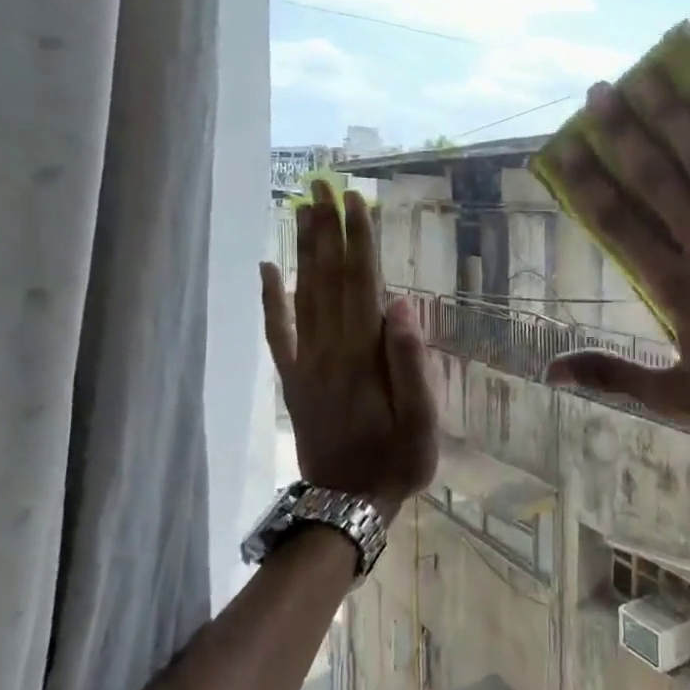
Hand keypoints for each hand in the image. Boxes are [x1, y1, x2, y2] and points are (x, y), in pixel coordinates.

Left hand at [262, 181, 437, 517]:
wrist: (346, 504)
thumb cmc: (396, 461)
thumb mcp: (421, 420)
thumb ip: (411, 362)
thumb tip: (400, 304)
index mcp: (364, 355)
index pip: (362, 283)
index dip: (359, 241)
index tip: (355, 201)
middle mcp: (330, 348)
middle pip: (329, 278)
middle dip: (327, 230)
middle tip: (322, 185)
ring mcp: (306, 362)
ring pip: (304, 294)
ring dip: (304, 251)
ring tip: (304, 211)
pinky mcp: (293, 378)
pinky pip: (279, 331)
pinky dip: (271, 299)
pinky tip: (268, 269)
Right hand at [542, 71, 689, 467]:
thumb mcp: (675, 399)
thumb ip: (612, 375)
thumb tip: (549, 371)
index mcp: (675, 287)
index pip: (618, 222)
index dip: (588, 180)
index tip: (566, 147)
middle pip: (656, 176)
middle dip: (623, 131)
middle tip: (600, 91)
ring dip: (673, 114)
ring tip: (646, 76)